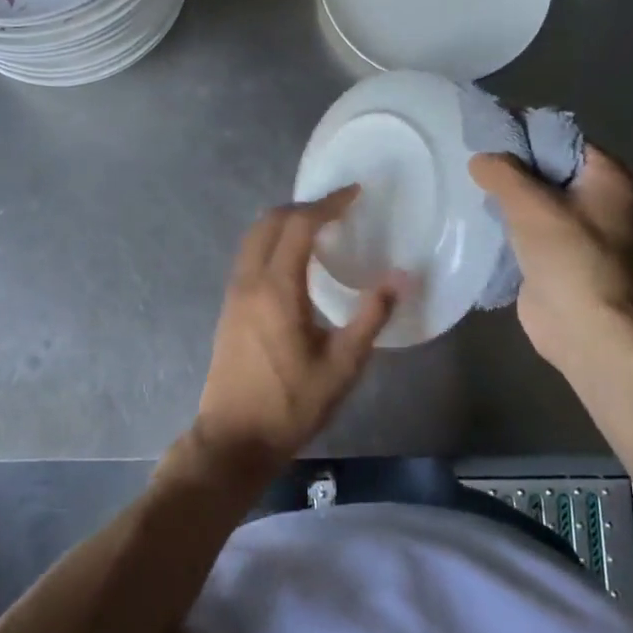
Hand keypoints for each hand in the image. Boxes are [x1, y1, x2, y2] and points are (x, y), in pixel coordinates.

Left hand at [191, 188, 402, 482]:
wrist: (234, 439)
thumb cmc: (291, 404)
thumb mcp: (342, 366)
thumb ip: (371, 317)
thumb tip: (402, 277)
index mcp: (277, 288)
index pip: (299, 225)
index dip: (328, 203)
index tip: (355, 193)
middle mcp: (250, 280)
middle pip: (271, 221)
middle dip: (305, 206)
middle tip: (339, 207)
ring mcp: (234, 292)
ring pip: (255, 235)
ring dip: (285, 221)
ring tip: (320, 226)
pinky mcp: (230, 306)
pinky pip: (250, 254)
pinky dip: (273, 240)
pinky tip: (295, 259)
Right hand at [468, 146, 632, 374]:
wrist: (586, 329)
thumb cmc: (569, 257)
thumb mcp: (531, 204)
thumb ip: (503, 173)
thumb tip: (480, 159)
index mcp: (607, 177)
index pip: (561, 139)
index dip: (524, 131)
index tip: (486, 130)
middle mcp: (597, 198)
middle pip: (547, 167)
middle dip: (511, 163)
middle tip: (470, 155)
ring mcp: (578, 229)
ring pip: (535, 198)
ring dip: (506, 194)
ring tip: (467, 181)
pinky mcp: (556, 255)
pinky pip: (527, 226)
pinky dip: (505, 220)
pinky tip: (475, 214)